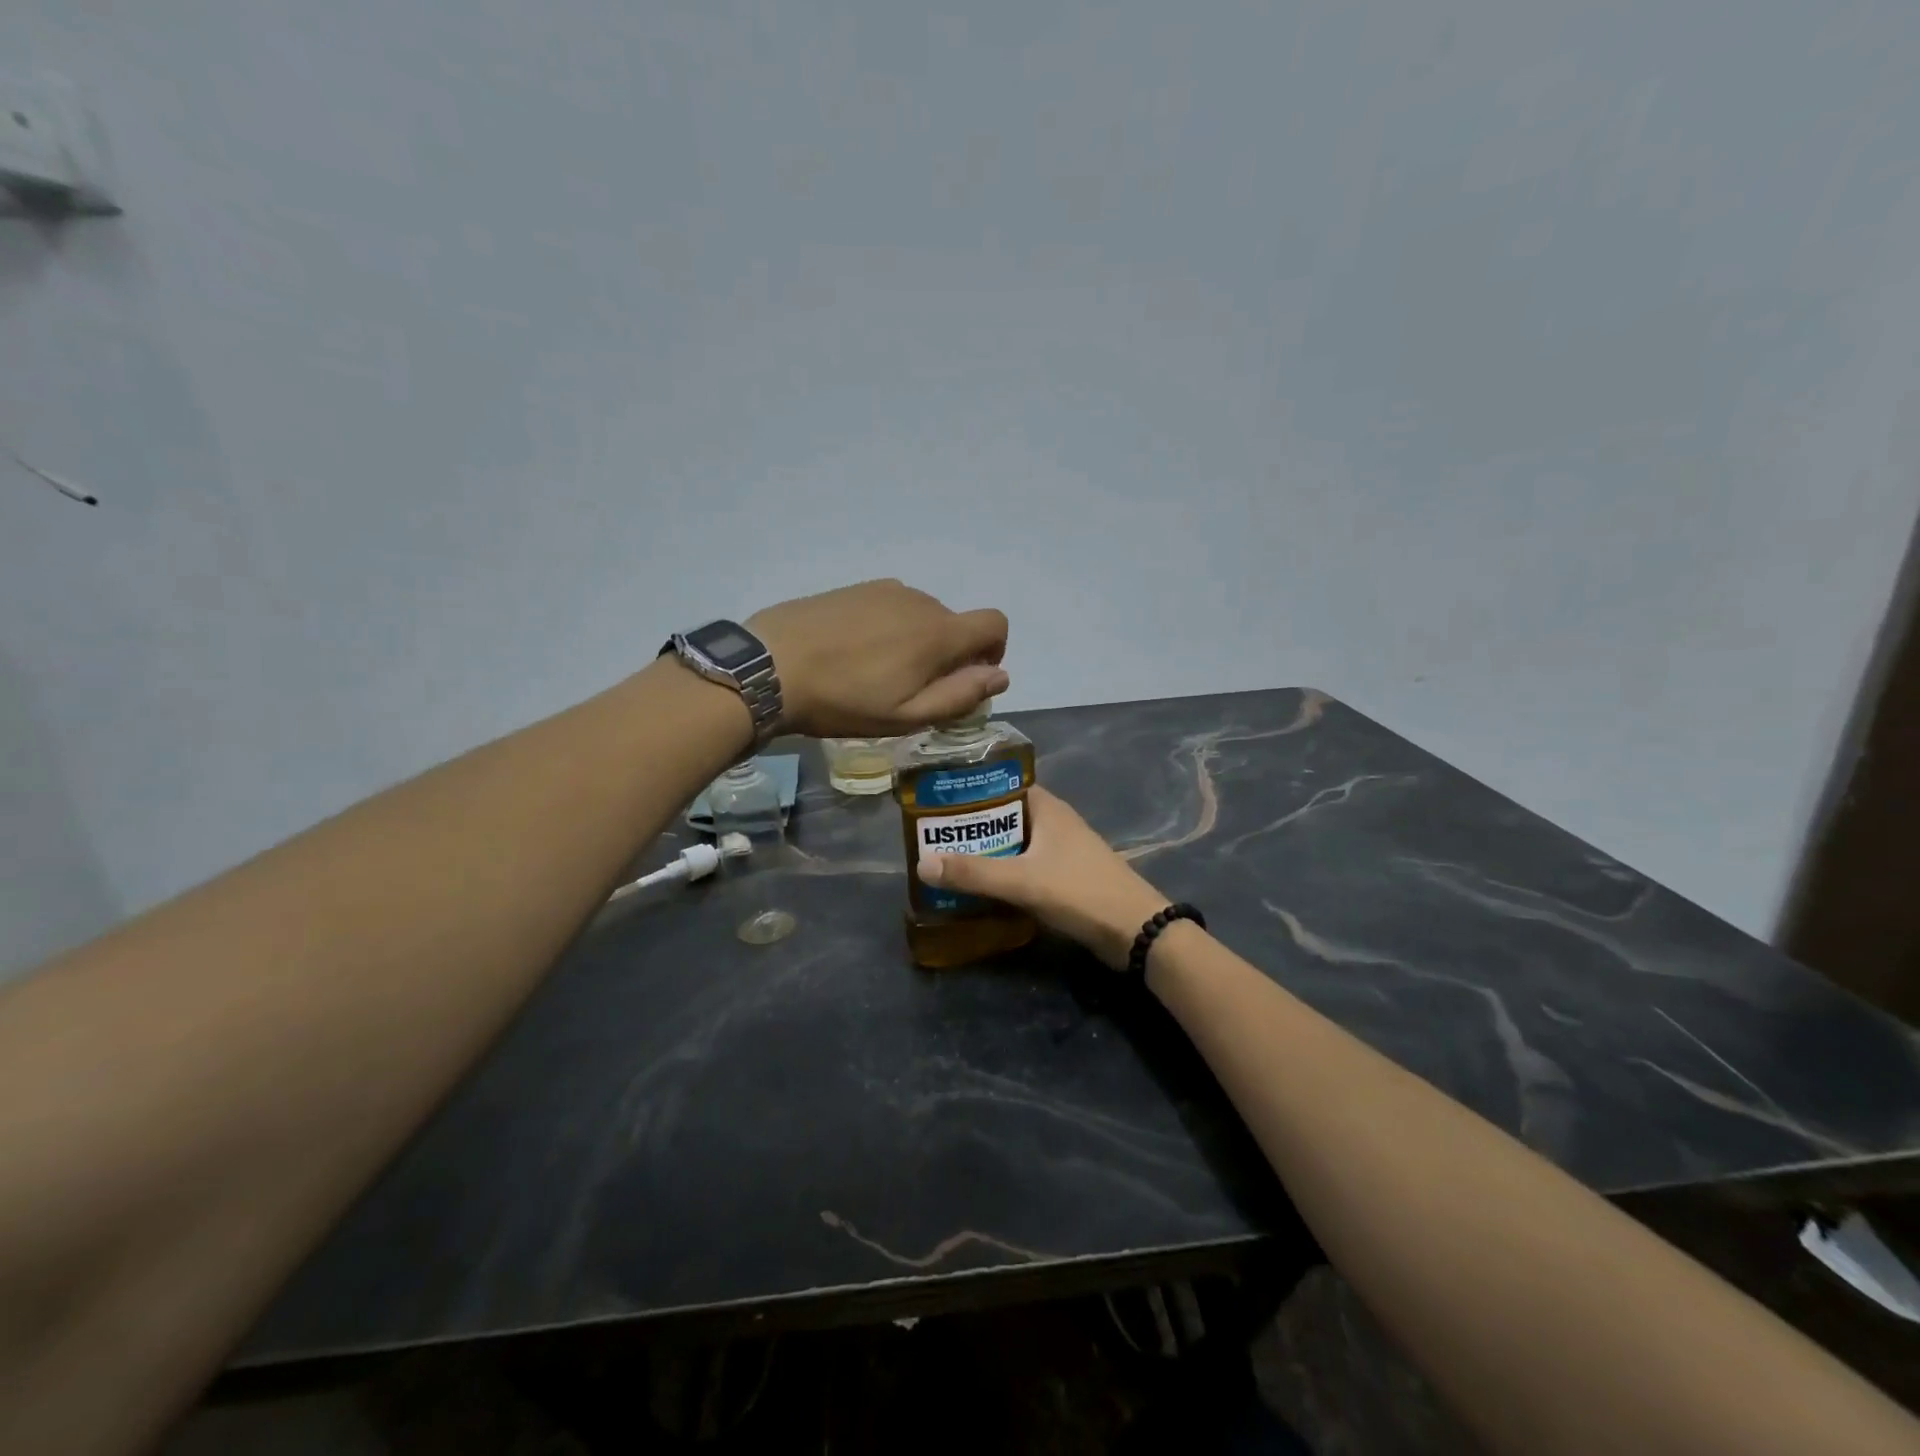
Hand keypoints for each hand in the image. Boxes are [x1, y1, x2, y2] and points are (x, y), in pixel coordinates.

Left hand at [748, 579, 1009, 737]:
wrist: (770, 666)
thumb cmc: (844, 700)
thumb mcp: (907, 716)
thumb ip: (960, 695)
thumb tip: (1001, 676)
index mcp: (938, 633)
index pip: (994, 622)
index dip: (994, 650)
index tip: (967, 677)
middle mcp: (919, 601)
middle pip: (955, 623)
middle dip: (948, 655)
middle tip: (909, 690)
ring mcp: (884, 589)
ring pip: (921, 615)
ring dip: (916, 641)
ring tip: (877, 674)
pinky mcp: (855, 588)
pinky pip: (891, 606)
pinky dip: (889, 627)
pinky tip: (854, 653)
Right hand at [918, 786, 1169, 968]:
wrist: (1136, 932)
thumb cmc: (1080, 892)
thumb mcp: (1022, 880)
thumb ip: (973, 873)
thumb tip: (921, 863)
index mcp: (1048, 808)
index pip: (1003, 784)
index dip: (972, 789)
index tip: (938, 800)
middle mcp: (1055, 822)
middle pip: (1005, 815)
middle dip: (973, 825)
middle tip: (935, 836)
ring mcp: (1063, 850)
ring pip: (1016, 842)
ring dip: (988, 850)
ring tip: (949, 860)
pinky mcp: (1066, 877)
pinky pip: (1026, 865)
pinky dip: (1004, 871)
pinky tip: (982, 886)